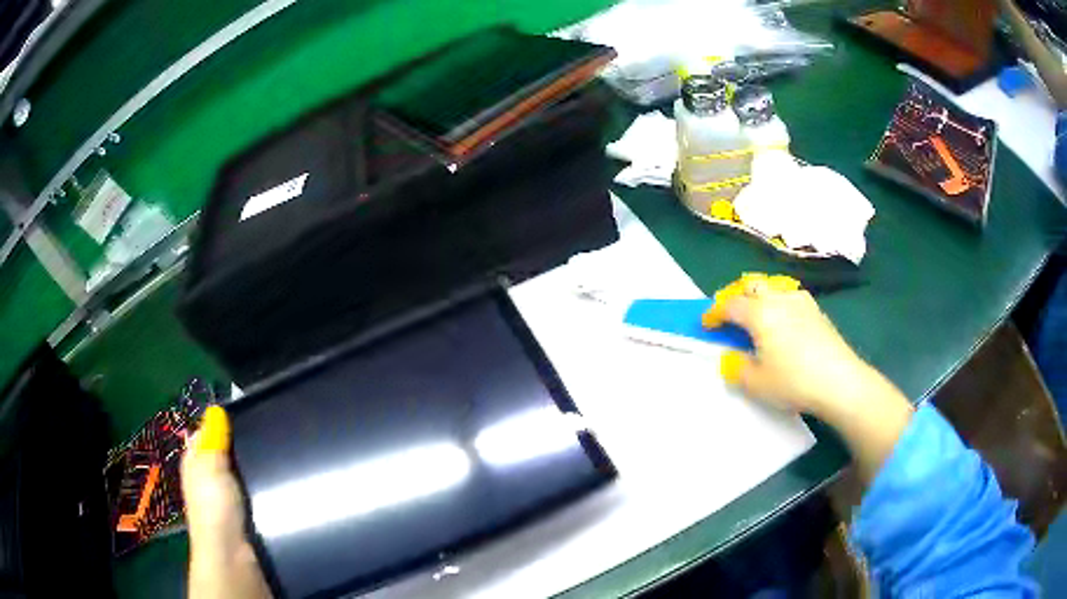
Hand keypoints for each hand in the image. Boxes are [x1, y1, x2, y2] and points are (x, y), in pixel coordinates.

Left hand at [182, 406, 271, 598]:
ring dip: (255, 465)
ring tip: (281, 452)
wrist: (233, 555)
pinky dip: (263, 484)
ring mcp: (228, 498)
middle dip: (242, 444)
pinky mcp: (245, 514)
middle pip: (225, 452)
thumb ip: (213, 439)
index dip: (221, 422)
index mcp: (195, 462)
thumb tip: (216, 408)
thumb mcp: (209, 466)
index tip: (247, 410)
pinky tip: (279, 480)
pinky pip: (253, 490)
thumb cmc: (215, 507)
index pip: (206, 434)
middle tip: (270, 430)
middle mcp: (208, 477)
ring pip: (241, 472)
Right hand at [704, 274, 870, 416]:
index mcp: (759, 313)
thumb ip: (737, 367)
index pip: (729, 305)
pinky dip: (777, 302)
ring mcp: (800, 301)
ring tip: (755, 316)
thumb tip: (731, 358)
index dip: (714, 313)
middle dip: (735, 297)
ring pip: (772, 287)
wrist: (840, 381)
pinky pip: (789, 296)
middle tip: (729, 315)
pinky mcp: (816, 310)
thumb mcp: (757, 383)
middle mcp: (778, 299)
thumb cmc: (794, 381)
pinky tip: (782, 321)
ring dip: (758, 297)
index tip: (706, 324)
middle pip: (751, 285)